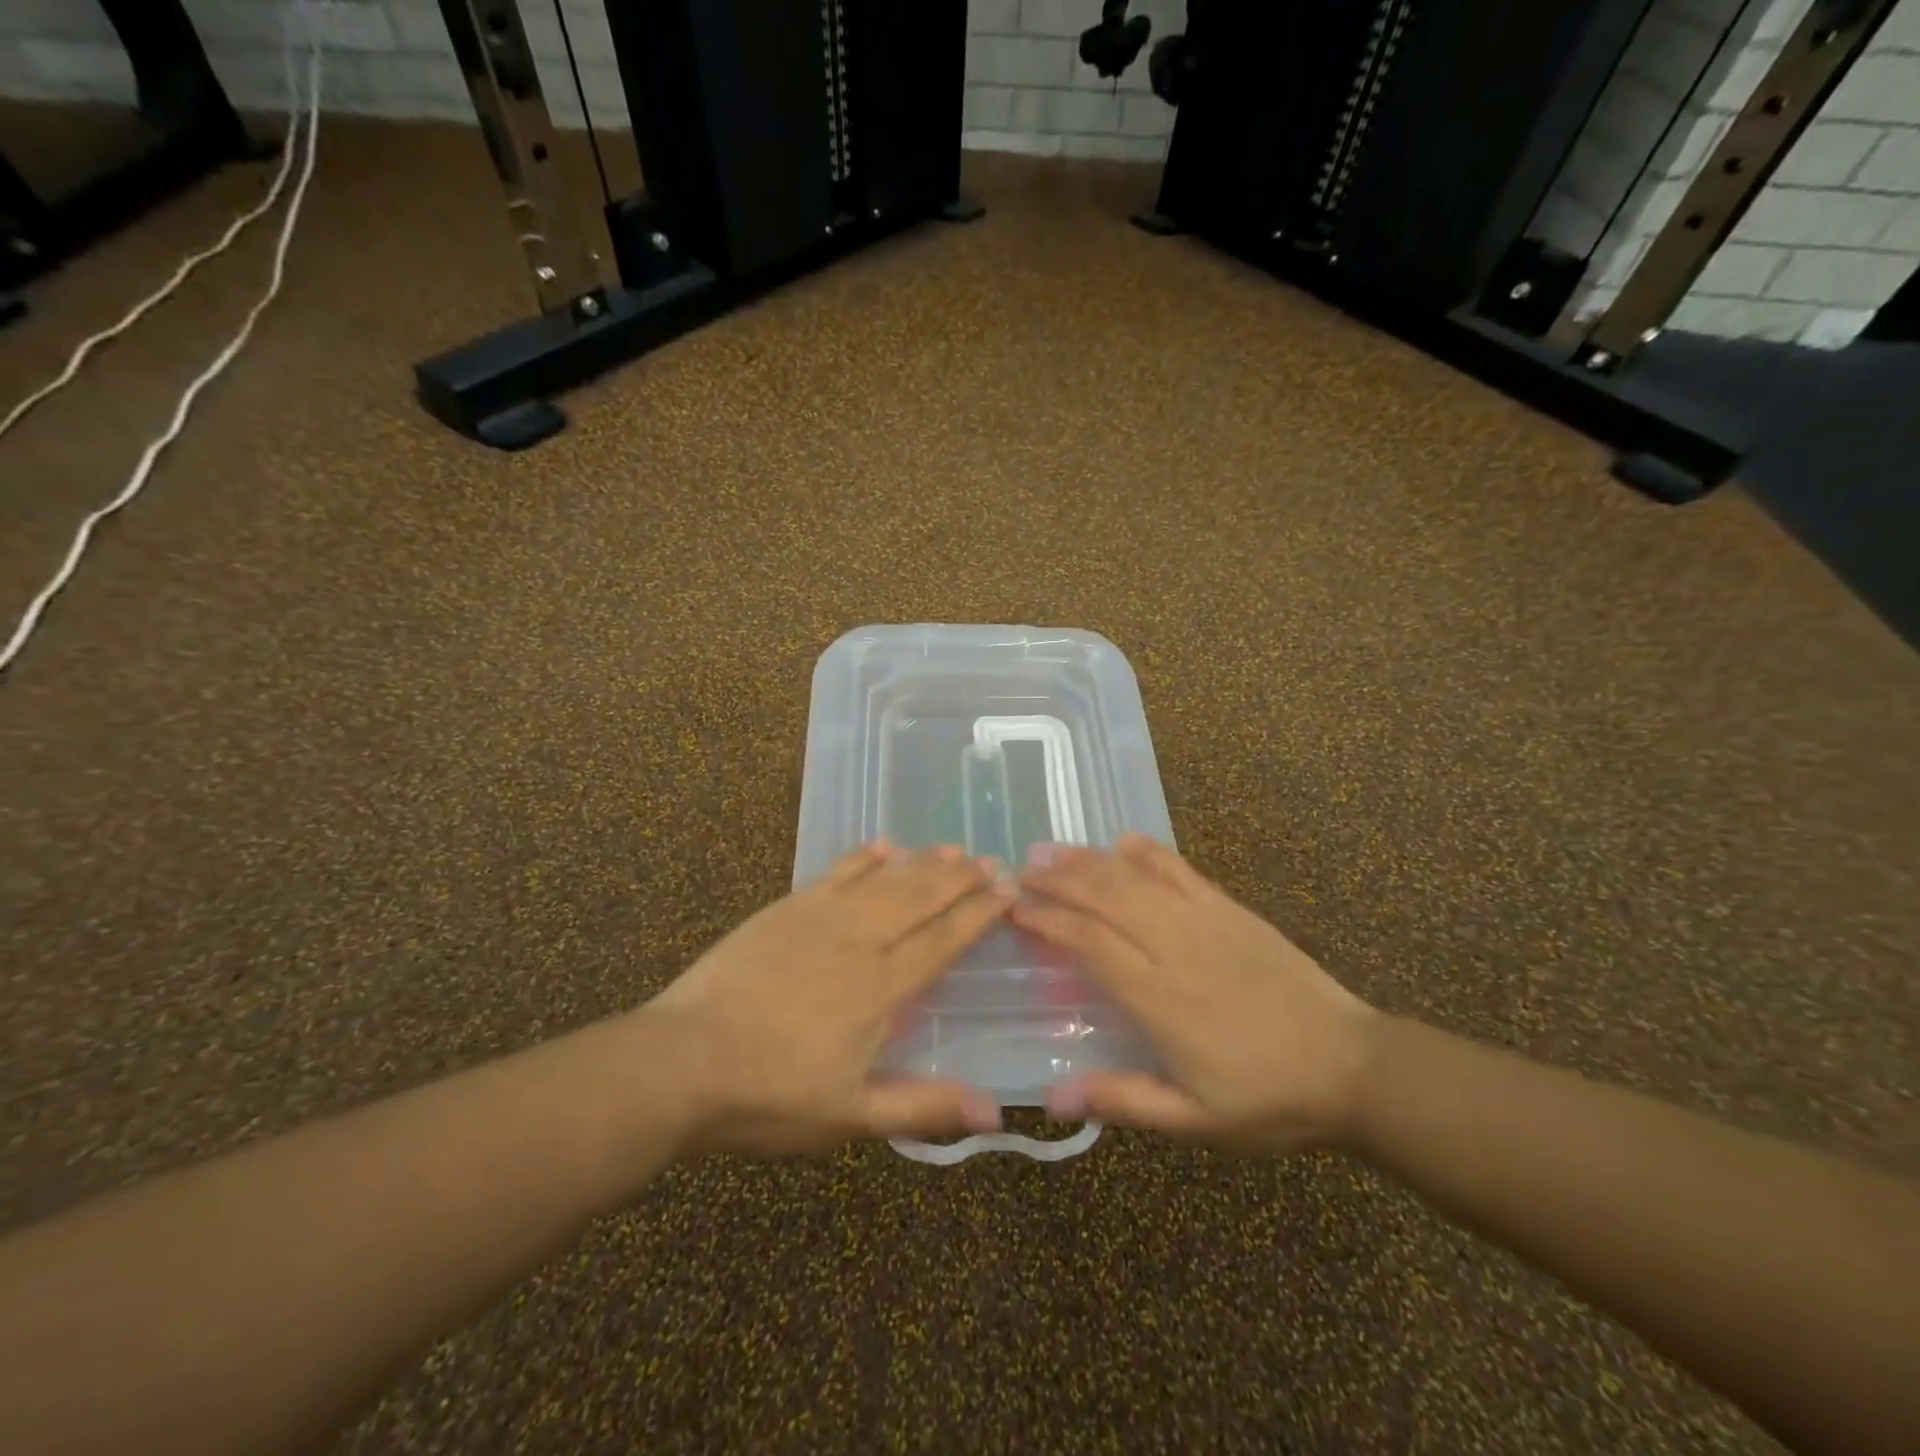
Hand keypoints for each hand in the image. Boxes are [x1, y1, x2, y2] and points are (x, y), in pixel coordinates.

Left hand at [643, 844, 1010, 1153]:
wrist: (682, 1060)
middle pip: (920, 899)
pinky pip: (836, 873)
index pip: (943, 940)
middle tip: (990, 860)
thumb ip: (922, 1106)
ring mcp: (821, 917)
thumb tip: (995, 1113)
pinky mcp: (787, 908)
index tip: (1007, 891)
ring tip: (952, 849)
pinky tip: (883, 845)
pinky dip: (863, 857)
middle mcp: (860, 941)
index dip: (978, 914)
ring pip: (885, 880)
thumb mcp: (850, 1117)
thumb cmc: (770, 1094)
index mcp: (881, 988)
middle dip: (959, 879)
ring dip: (922, 863)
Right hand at [1012, 836, 1379, 1151]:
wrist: (1351, 1066)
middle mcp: (1175, 947)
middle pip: (1105, 897)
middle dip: (1058, 879)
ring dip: (1090, 860)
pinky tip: (1124, 841)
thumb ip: (1124, 1101)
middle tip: (1020, 869)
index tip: (1015, 910)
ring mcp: (1206, 921)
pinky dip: (1149, 852)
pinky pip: (1182, 870)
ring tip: (1052, 850)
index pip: (1089, 943)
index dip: (1048, 921)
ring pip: (1136, 878)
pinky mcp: (1231, 909)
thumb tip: (1052, 1098)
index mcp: (1160, 998)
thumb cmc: (1267, 1098)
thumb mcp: (1194, 1121)